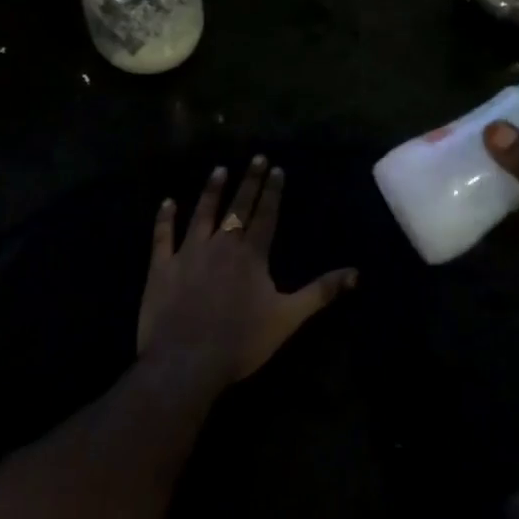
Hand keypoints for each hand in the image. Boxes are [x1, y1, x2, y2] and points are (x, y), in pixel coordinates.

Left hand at [139, 155, 357, 390]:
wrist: (185, 362)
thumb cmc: (241, 341)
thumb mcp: (288, 318)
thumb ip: (321, 292)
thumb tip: (356, 273)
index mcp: (251, 255)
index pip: (266, 215)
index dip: (272, 191)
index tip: (276, 168)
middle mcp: (221, 245)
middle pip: (237, 207)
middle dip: (249, 181)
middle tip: (255, 157)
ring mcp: (188, 253)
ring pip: (202, 213)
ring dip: (211, 191)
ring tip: (219, 170)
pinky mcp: (161, 268)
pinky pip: (163, 236)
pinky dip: (165, 218)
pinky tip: (167, 202)